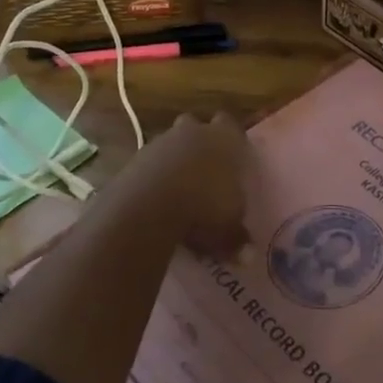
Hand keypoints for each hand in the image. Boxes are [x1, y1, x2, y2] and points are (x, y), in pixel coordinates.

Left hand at [104, 112, 249, 257]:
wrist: (149, 207)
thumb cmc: (204, 209)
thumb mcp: (228, 230)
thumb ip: (238, 239)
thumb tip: (247, 257)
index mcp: (225, 139)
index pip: (231, 125)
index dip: (232, 140)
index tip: (233, 158)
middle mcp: (194, 133)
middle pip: (197, 126)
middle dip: (199, 142)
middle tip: (206, 169)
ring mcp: (161, 142)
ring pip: (170, 143)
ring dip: (174, 160)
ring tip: (179, 191)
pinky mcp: (135, 158)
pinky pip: (149, 163)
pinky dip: (153, 176)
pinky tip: (156, 200)